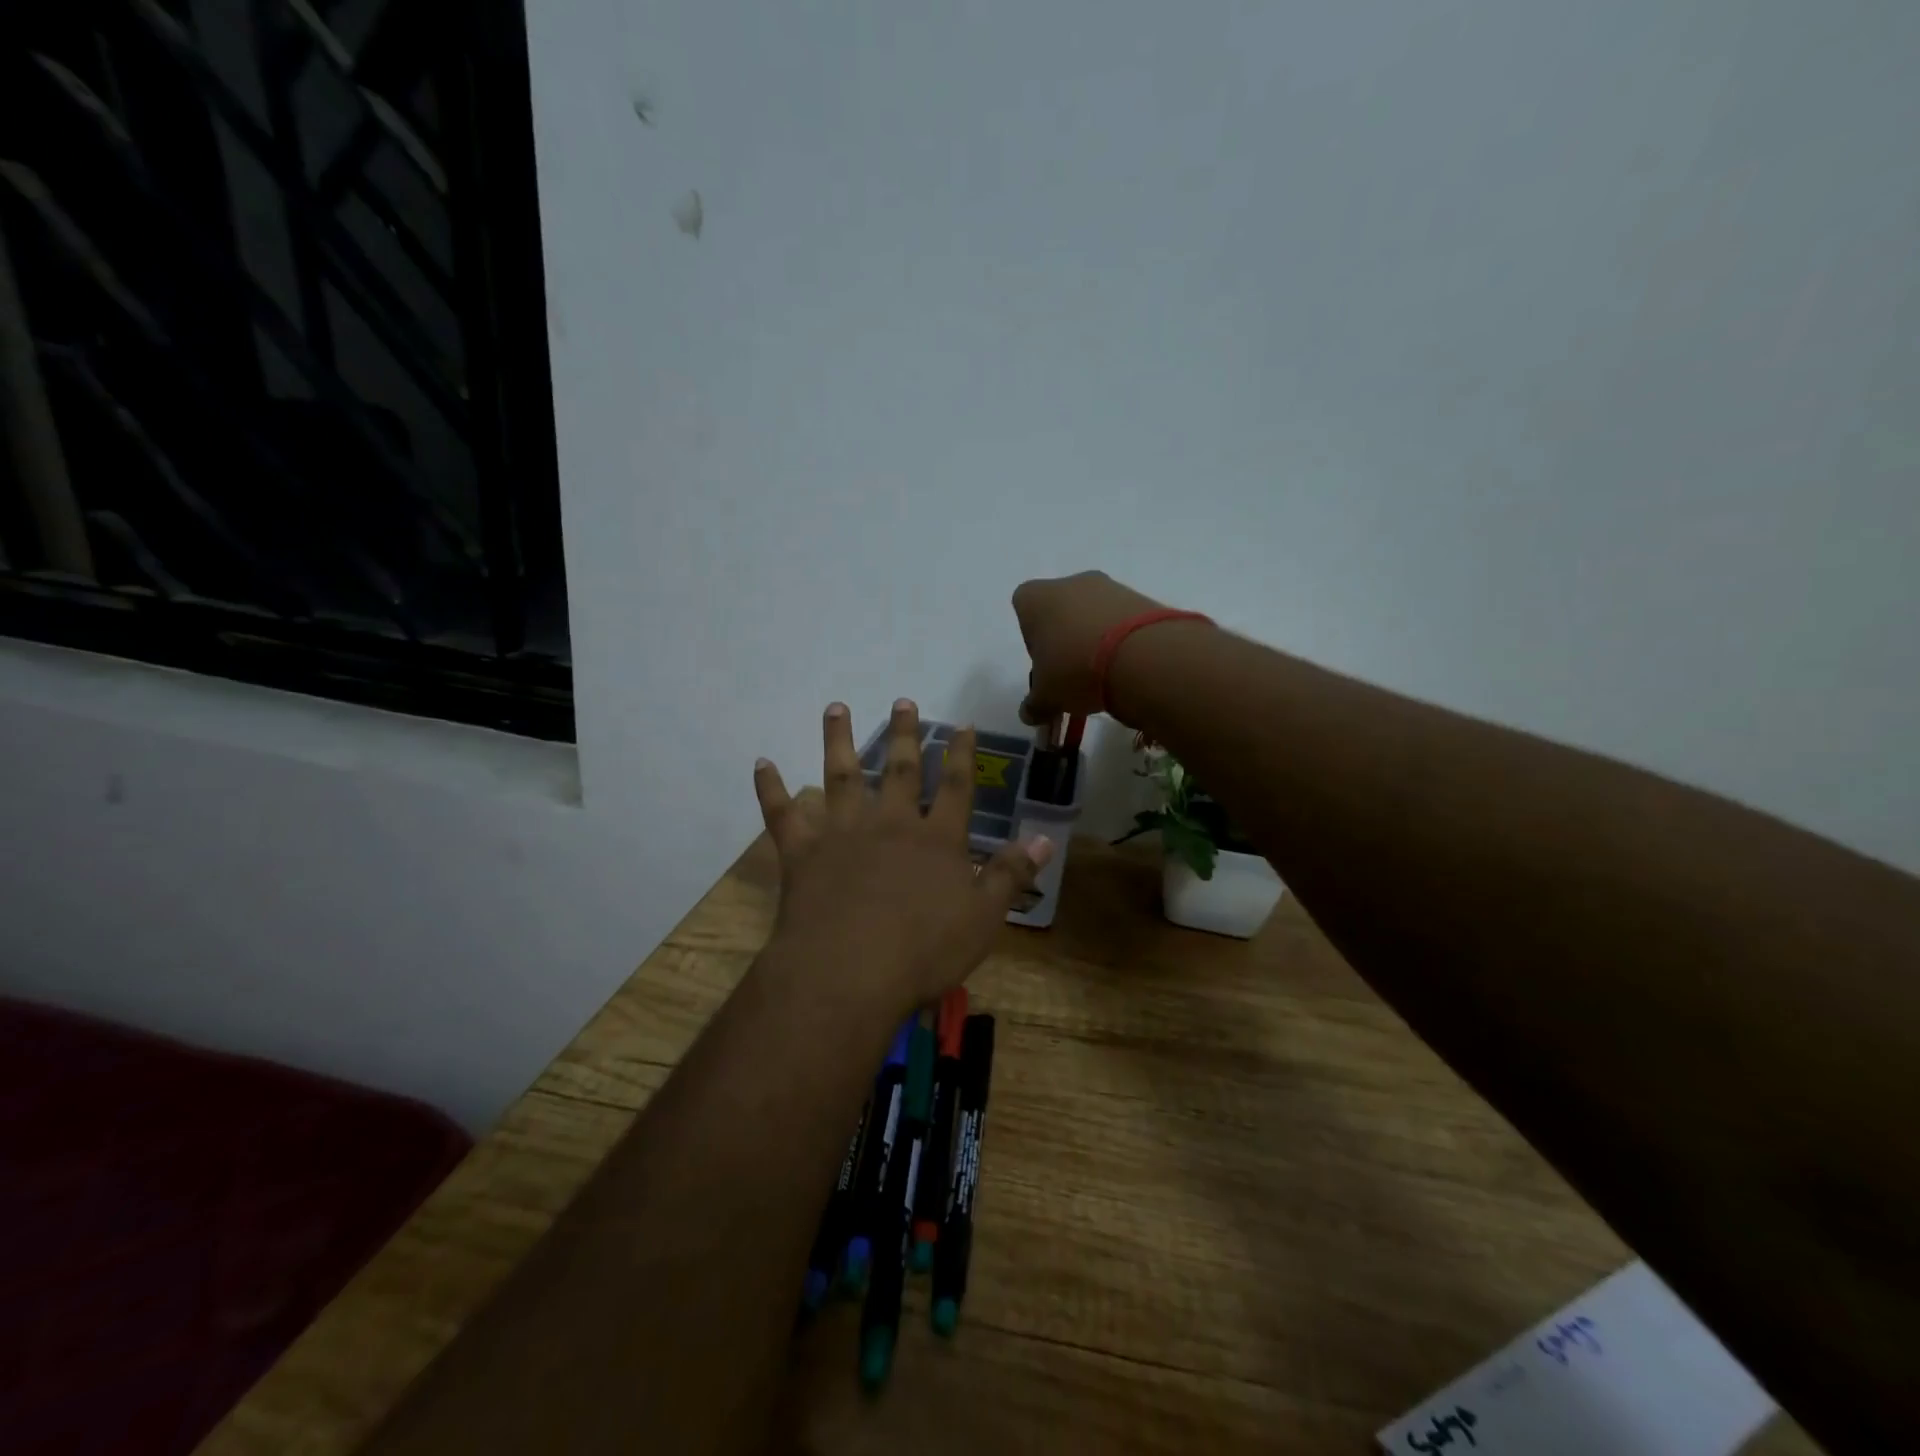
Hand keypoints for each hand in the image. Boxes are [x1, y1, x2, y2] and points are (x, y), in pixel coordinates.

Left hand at [752, 700, 1052, 1011]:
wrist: (849, 973)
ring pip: (839, 775)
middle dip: (902, 734)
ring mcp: (842, 832)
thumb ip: (1009, 875)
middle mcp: (889, 823)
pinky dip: (770, 788)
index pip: (955, 786)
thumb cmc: (923, 951)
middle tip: (901, 701)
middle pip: (898, 768)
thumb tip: (1044, 840)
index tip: (960, 724)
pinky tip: (761, 764)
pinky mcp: (802, 851)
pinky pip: (783, 814)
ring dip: (837, 739)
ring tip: (835, 707)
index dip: (960, 754)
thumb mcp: (982, 918)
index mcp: (935, 839)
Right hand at [1012, 570, 1166, 723]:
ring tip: (1104, 674)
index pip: (1023, 609)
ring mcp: (1108, 586)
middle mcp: (1070, 582)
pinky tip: (1127, 665)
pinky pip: (1122, 619)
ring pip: (1093, 614)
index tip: (1045, 665)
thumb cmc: (1074, 669)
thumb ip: (1034, 705)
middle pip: (1060, 610)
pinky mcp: (1141, 597)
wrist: (1141, 656)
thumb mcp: (1046, 697)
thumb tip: (1030, 714)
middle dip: (1065, 639)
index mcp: (1035, 597)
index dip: (1032, 639)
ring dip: (1095, 638)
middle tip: (1073, 672)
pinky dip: (1122, 639)